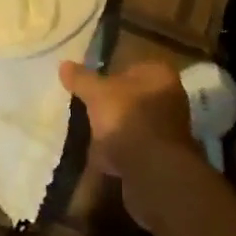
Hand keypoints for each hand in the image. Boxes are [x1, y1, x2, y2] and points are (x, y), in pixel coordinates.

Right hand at [60, 60, 201, 225]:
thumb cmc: (127, 118)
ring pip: (134, 123)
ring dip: (116, 130)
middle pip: (134, 96)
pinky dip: (119, 152)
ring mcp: (169, 129)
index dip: (110, 73)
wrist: (151, 170)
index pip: (132, 66)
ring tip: (90, 134)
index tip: (91, 84)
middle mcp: (171, 98)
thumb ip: (82, 78)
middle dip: (113, 103)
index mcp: (159, 75)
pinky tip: (101, 157)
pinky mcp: (162, 157)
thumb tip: (64, 64)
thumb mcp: (97, 93)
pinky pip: (135, 148)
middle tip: (88, 108)